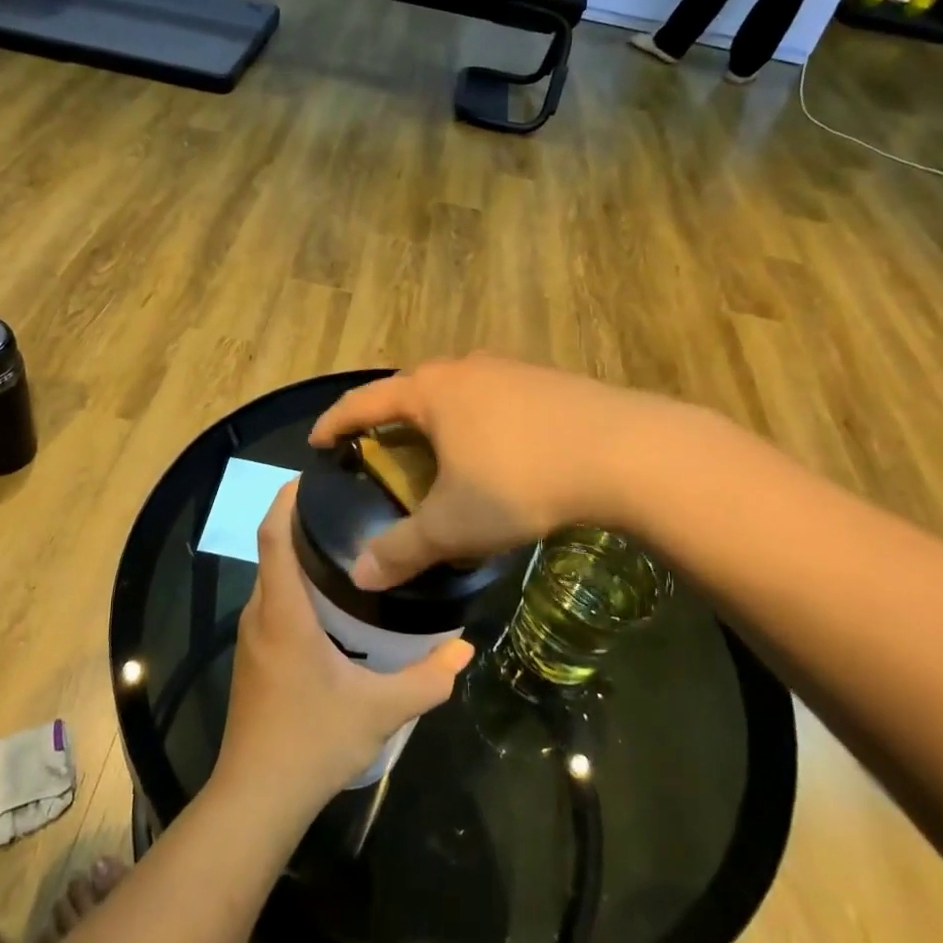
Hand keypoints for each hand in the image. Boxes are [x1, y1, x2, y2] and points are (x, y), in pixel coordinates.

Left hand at [216, 485, 473, 814]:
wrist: (256, 798)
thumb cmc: (312, 741)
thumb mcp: (381, 710)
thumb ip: (427, 679)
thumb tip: (463, 650)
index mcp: (284, 613)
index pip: (273, 538)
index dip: (285, 501)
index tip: (311, 477)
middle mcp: (260, 616)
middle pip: (273, 553)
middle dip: (302, 525)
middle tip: (350, 510)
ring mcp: (252, 639)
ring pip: (272, 582)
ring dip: (299, 559)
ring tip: (347, 549)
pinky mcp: (254, 660)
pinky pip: (272, 606)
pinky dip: (295, 589)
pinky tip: (331, 606)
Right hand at [309, 354, 667, 589]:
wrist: (626, 453)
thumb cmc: (521, 481)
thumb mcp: (454, 524)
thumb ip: (403, 549)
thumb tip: (361, 574)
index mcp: (430, 391)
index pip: (364, 402)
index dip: (335, 422)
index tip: (317, 441)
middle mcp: (465, 368)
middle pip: (410, 392)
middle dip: (389, 423)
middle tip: (379, 456)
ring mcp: (511, 369)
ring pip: (457, 395)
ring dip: (438, 422)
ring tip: (438, 456)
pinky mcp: (548, 382)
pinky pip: (494, 401)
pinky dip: (478, 424)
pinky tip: (496, 454)